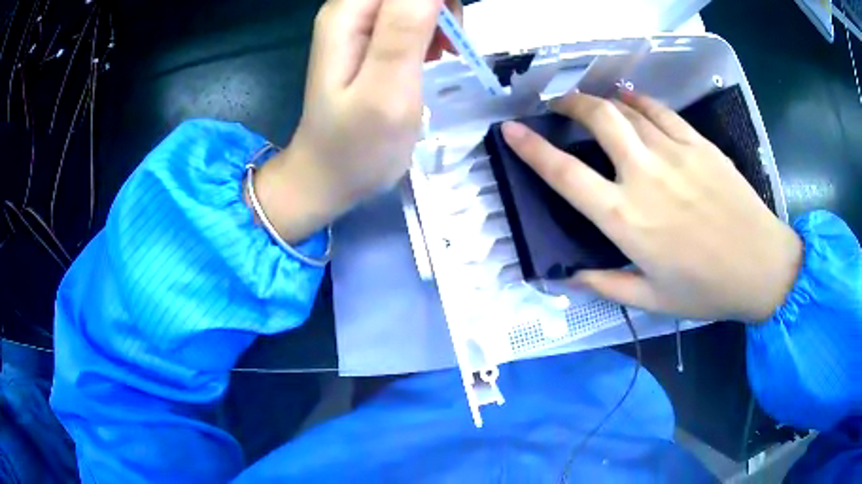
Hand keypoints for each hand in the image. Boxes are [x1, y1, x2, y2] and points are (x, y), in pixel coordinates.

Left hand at [252, 0, 444, 242]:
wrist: (328, 177)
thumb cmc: (356, 146)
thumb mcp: (386, 90)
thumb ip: (406, 30)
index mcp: (348, 13)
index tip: (453, 29)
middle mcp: (349, 9)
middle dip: (442, 5)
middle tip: (451, 42)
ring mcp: (359, 24)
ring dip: (441, 16)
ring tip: (443, 54)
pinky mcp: (372, 38)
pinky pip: (413, 14)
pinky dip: (433, 28)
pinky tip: (434, 54)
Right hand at [501, 91, 802, 322]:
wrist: (761, 266)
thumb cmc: (706, 289)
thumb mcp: (651, 299)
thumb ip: (606, 284)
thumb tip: (569, 275)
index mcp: (626, 219)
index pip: (565, 175)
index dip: (532, 149)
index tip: (511, 132)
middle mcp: (644, 177)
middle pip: (598, 120)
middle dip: (570, 104)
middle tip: (558, 104)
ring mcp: (674, 154)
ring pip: (627, 110)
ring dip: (601, 100)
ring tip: (590, 101)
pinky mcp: (698, 144)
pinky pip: (661, 112)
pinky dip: (639, 101)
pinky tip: (631, 99)